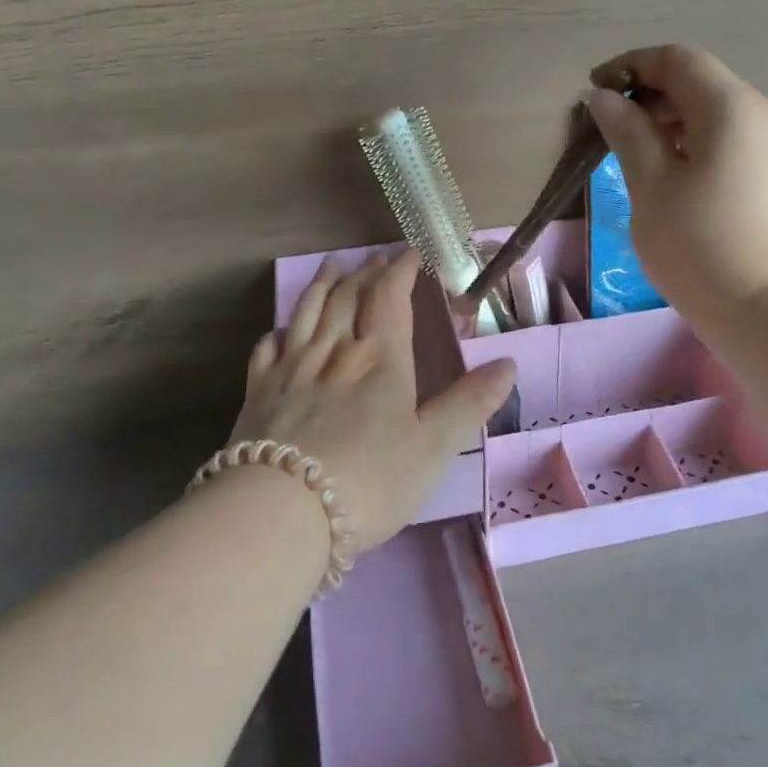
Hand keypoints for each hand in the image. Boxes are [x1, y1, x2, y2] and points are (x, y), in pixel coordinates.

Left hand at [227, 251, 517, 550]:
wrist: (283, 512)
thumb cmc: (370, 481)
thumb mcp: (435, 446)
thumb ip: (471, 403)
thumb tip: (509, 363)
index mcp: (379, 359)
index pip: (390, 297)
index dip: (401, 270)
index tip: (411, 253)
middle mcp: (334, 352)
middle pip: (347, 298)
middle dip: (365, 273)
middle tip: (374, 259)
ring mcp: (291, 371)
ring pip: (307, 313)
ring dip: (322, 286)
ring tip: (332, 268)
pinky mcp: (258, 394)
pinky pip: (267, 350)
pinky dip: (278, 332)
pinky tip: (281, 330)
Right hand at [586, 44, 767, 321]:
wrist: (763, 307)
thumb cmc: (697, 243)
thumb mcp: (650, 185)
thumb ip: (627, 132)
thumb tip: (604, 98)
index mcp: (728, 106)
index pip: (676, 59)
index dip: (631, 66)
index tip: (594, 90)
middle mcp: (756, 113)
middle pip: (697, 80)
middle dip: (648, 92)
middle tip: (607, 124)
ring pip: (710, 111)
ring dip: (666, 117)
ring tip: (630, 148)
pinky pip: (724, 137)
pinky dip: (689, 139)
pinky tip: (665, 170)